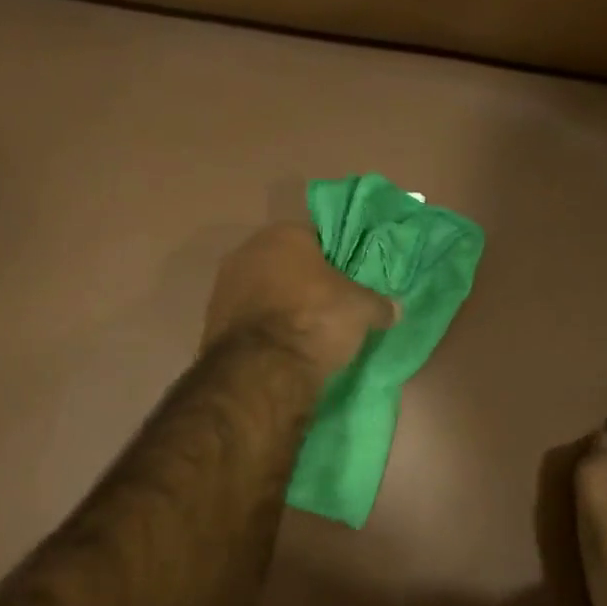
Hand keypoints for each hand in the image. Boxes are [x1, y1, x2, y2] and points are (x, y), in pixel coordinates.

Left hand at [203, 223, 398, 378]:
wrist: (262, 371)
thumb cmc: (315, 321)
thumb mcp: (362, 309)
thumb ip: (379, 303)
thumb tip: (393, 309)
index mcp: (282, 234)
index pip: (317, 237)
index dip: (338, 259)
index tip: (351, 281)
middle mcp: (247, 252)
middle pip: (287, 265)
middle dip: (308, 284)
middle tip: (334, 308)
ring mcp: (224, 288)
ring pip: (266, 293)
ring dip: (284, 308)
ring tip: (310, 333)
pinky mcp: (213, 323)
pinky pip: (251, 321)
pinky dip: (266, 331)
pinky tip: (285, 349)